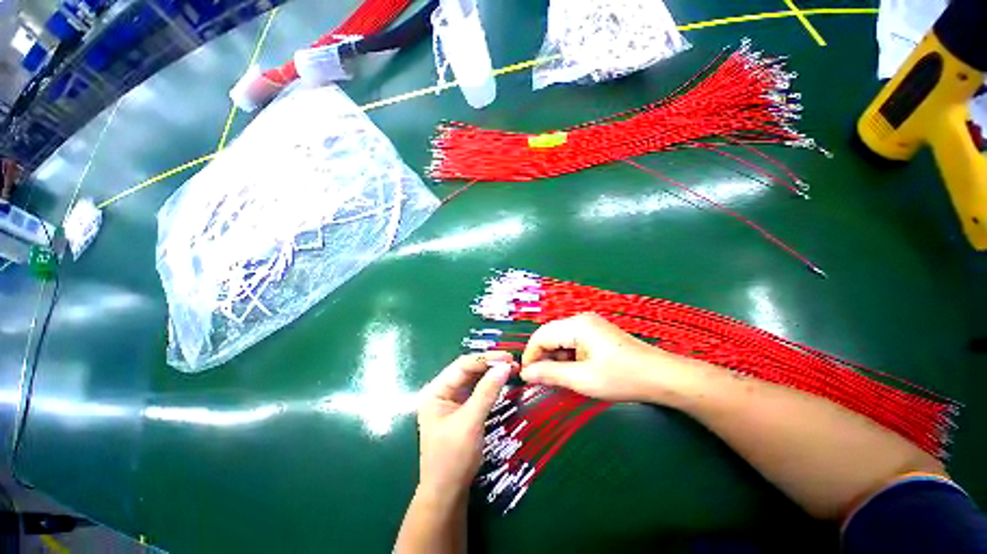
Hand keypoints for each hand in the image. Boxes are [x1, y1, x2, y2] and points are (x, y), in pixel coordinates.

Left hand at [416, 352, 514, 498]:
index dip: (486, 359)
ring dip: (492, 373)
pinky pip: (477, 390)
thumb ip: (487, 392)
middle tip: (513, 362)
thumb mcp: (471, 422)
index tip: (508, 358)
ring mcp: (452, 399)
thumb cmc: (453, 458)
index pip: (462, 365)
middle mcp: (442, 390)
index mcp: (436, 390)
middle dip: (490, 364)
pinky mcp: (462, 408)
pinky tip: (502, 380)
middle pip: (468, 369)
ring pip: (474, 378)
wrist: (447, 493)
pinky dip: (490, 384)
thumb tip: (505, 366)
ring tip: (512, 368)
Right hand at [520, 313, 692, 402]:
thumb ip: (550, 374)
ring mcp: (590, 326)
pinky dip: (567, 357)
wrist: (662, 377)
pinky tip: (573, 372)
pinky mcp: (596, 334)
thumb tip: (525, 373)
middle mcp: (581, 320)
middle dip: (542, 358)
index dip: (530, 356)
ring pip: (560, 340)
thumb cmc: (622, 378)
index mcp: (576, 325)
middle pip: (549, 336)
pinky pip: (572, 342)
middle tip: (540, 381)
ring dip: (555, 359)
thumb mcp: (582, 379)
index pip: (541, 336)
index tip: (525, 377)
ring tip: (558, 380)